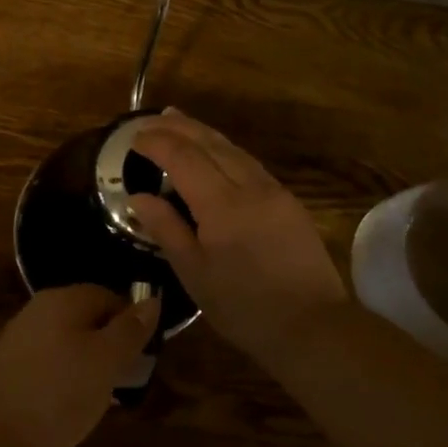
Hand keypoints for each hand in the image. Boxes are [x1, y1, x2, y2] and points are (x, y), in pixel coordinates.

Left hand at [0, 285, 159, 446]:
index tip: (143, 357)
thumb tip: (152, 300)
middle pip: (89, 316)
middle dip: (110, 344)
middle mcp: (41, 306)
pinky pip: (50, 358)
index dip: (132, 323)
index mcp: (65, 298)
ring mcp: (22, 334)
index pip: (110, 296)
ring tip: (101, 396)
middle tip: (125, 379)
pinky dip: (66, 375)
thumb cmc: (57, 394)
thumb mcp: (105, 361)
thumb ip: (130, 330)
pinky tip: (69, 403)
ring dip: (89, 361)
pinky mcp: (11, 363)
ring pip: (69, 338)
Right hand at [128, 109, 346, 370]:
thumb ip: (166, 229)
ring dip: (202, 131)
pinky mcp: (287, 200)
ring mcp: (272, 190)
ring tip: (178, 121)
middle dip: (178, 127)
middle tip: (152, 120)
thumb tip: (138, 197)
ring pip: (232, 148)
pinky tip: (214, 151)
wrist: (313, 326)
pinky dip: (224, 148)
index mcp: (221, 205)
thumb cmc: (245, 307)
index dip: (157, 143)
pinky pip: (248, 162)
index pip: (183, 158)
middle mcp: (249, 186)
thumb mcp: (195, 274)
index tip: (134, 139)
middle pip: (209, 143)